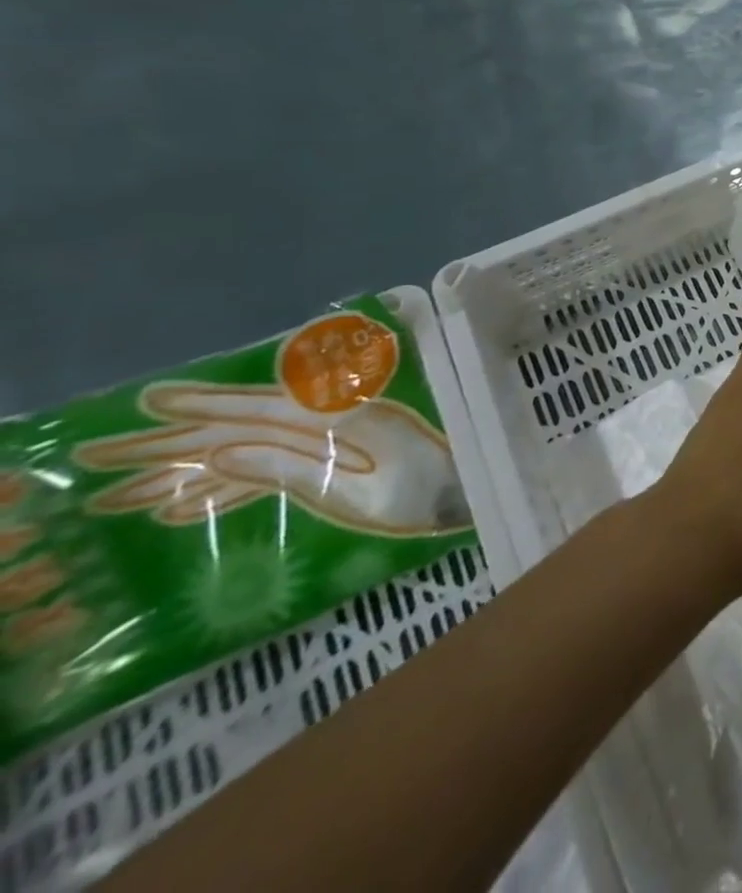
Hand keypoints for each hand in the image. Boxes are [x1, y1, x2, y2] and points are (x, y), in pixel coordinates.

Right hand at [73, 385, 469, 535]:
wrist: (470, 496)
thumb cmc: (423, 498)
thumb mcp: (355, 492)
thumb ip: (291, 470)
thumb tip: (220, 452)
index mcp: (346, 421)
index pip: (264, 410)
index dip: (207, 405)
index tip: (152, 401)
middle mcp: (340, 422)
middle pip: (249, 425)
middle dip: (179, 437)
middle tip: (104, 449)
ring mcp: (340, 441)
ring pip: (254, 448)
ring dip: (192, 467)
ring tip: (122, 491)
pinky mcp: (341, 461)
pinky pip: (277, 467)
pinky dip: (230, 483)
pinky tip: (183, 506)